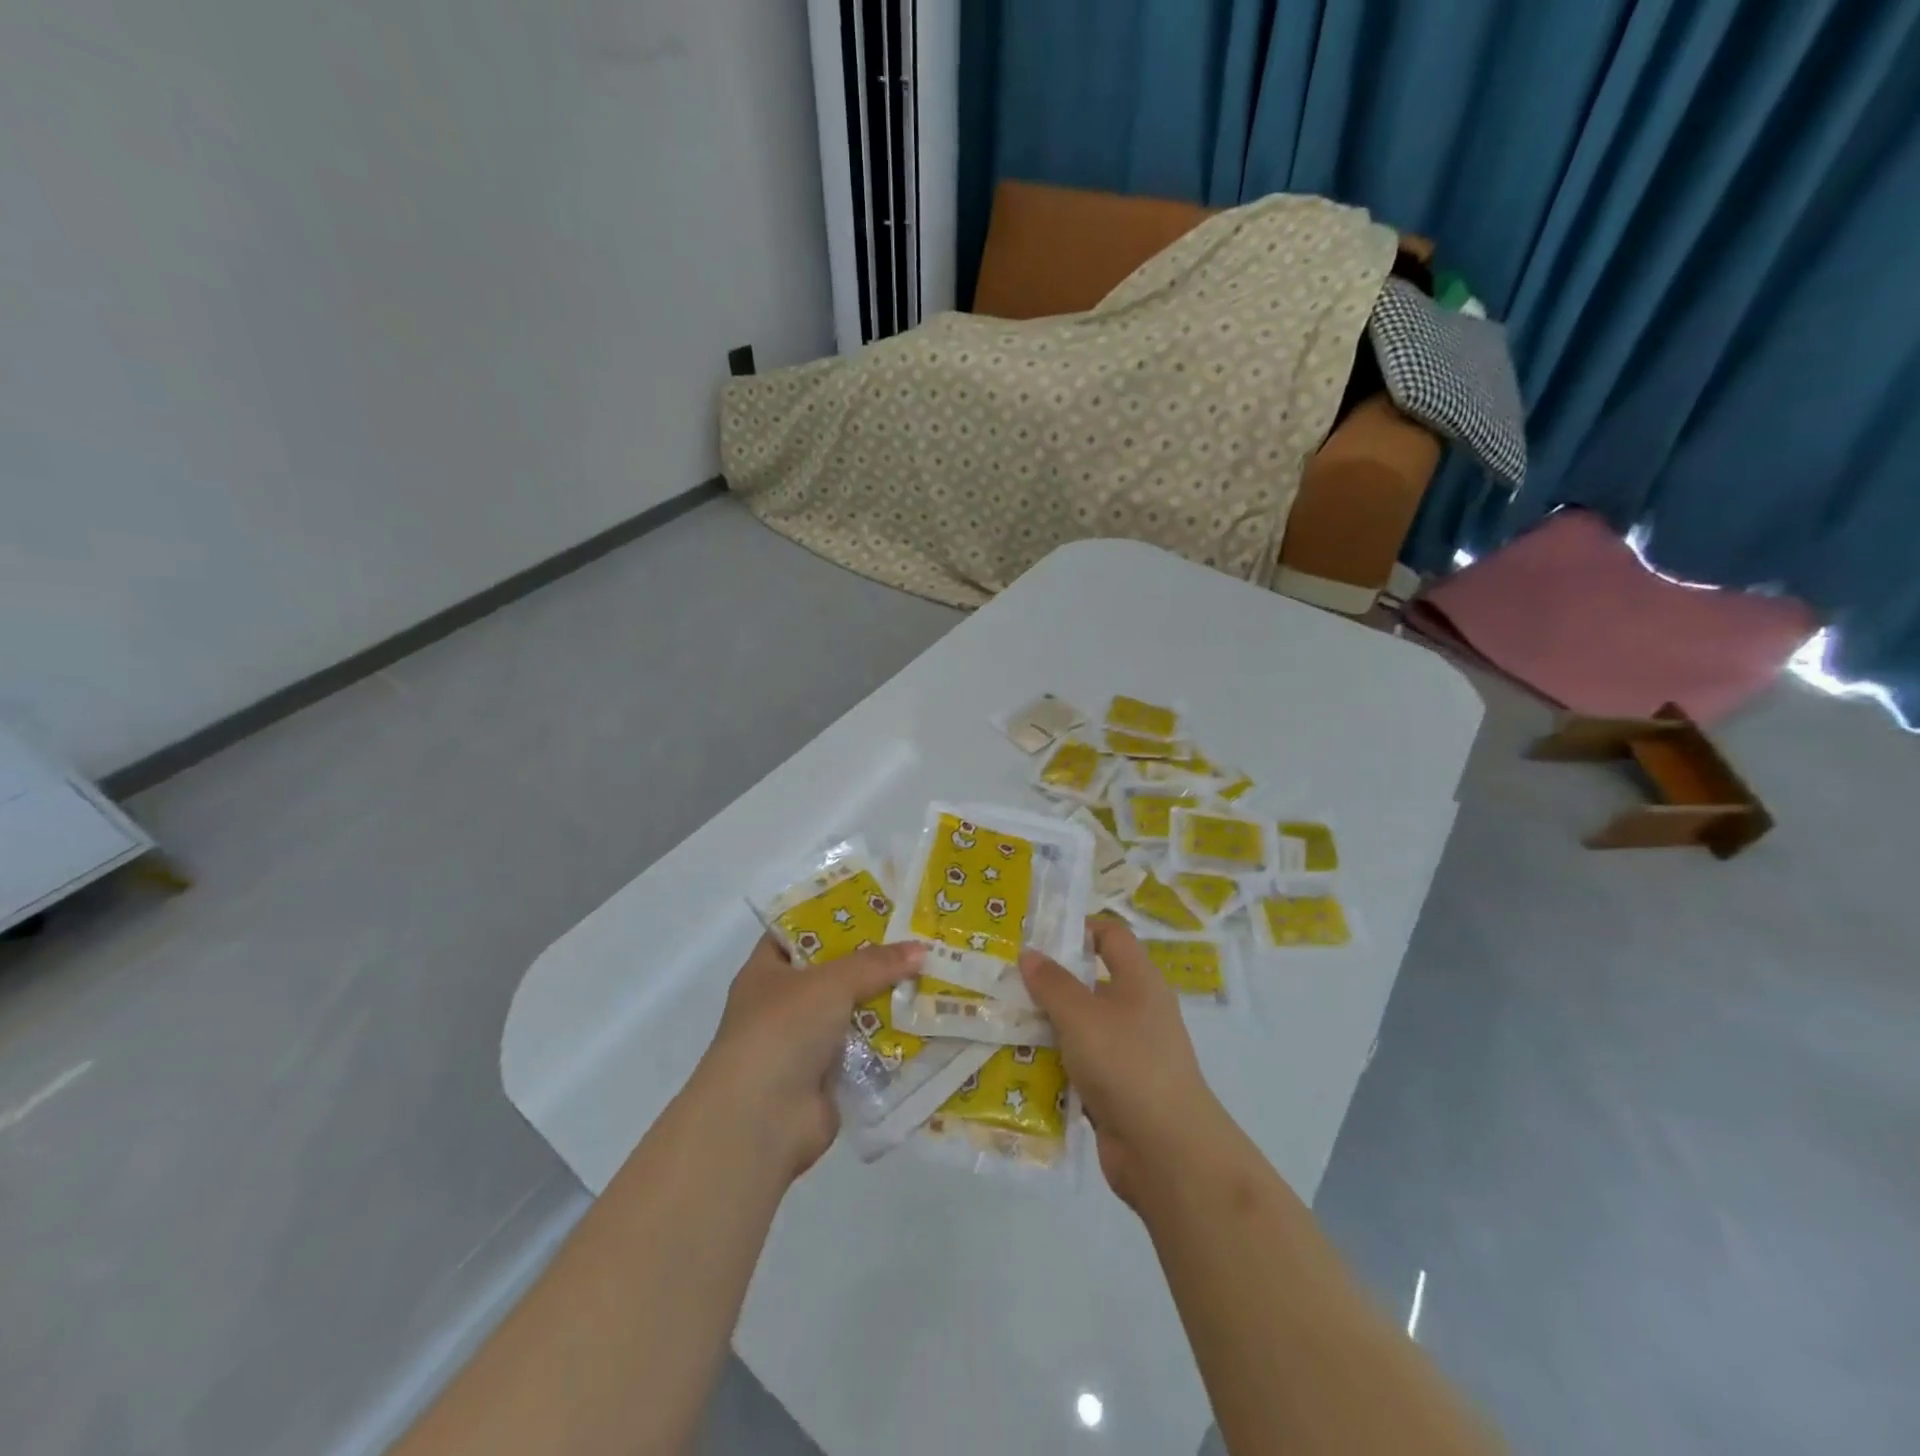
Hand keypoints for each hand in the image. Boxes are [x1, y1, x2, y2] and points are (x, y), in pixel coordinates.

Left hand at [691, 935, 923, 1181]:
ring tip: (932, 976)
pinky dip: (889, 1041)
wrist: (761, 1120)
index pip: (800, 932)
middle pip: (834, 972)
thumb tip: (921, 950)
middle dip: (872, 960)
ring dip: (886, 1001)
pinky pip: (865, 1050)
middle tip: (917, 939)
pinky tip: (927, 1024)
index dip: (835, 916)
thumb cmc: (782, 1030)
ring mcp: (804, 1043)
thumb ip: (875, 963)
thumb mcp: (830, 982)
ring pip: (853, 1011)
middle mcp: (783, 1004)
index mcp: (767, 971)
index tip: (877, 905)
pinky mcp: (827, 1077)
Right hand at [1019, 916, 1226, 1205]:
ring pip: (1081, 1027)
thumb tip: (1029, 953)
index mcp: (1139, 981)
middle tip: (1006, 980)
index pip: (1111, 935)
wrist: (1168, 1153)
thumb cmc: (1127, 1064)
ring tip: (1002, 1021)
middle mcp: (1137, 1011)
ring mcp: (1129, 1053)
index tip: (1038, 936)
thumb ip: (1052, 983)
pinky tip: (1020, 1066)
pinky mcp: (1117, 1090)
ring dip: (1047, 1026)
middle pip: (1091, 982)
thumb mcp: (1081, 1016)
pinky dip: (1055, 1065)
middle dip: (1050, 981)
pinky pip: (1080, 1066)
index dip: (1079, 928)